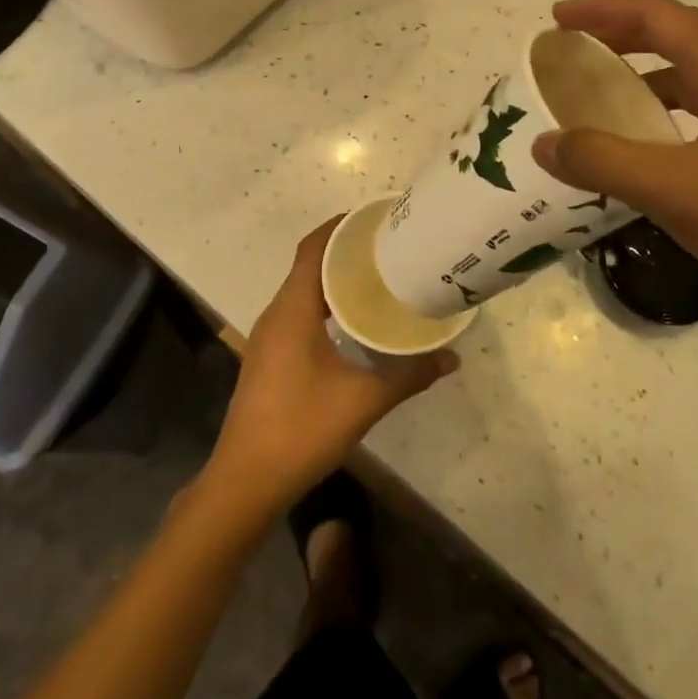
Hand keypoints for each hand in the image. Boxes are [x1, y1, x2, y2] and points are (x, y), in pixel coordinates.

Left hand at [205, 218, 456, 515]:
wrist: (245, 480)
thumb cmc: (301, 429)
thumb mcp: (363, 401)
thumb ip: (409, 376)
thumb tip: (452, 358)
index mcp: (292, 310)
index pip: (313, 248)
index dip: (339, 226)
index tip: (374, 218)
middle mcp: (276, 314)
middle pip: (309, 265)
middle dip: (345, 252)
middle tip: (388, 248)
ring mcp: (269, 337)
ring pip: (303, 291)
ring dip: (335, 280)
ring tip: (377, 278)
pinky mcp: (269, 357)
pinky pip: (298, 313)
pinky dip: (325, 305)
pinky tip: (353, 323)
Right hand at [531, 0, 697, 329]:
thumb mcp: (677, 191)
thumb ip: (604, 163)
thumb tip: (543, 142)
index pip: (658, 15)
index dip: (603, 9)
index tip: (557, 18)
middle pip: (678, 37)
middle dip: (621, 36)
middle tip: (573, 51)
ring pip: (697, 76)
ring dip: (647, 77)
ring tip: (606, 98)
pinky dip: (671, 114)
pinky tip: (657, 149)